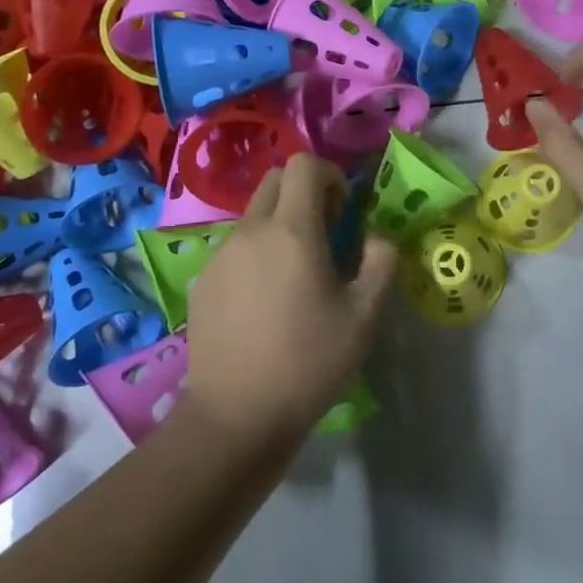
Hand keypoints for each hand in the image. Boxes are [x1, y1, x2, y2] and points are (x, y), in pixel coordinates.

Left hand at [184, 154, 398, 443]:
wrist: (236, 417)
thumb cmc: (309, 362)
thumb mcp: (365, 315)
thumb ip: (381, 261)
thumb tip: (376, 235)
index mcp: (291, 231)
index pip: (303, 165)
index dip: (329, 175)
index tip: (342, 210)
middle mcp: (250, 231)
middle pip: (274, 181)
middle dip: (303, 193)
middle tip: (323, 235)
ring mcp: (219, 256)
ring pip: (253, 216)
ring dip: (279, 226)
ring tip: (294, 276)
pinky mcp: (202, 282)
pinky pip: (234, 249)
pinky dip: (255, 255)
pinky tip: (264, 303)